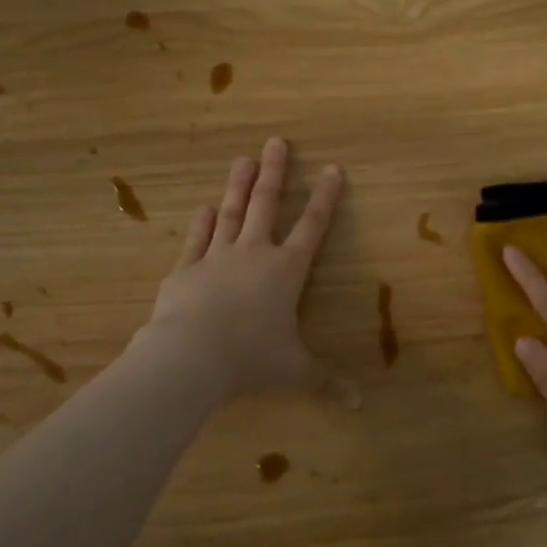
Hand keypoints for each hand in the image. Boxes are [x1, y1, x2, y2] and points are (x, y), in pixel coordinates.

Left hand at [141, 138, 345, 399]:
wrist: (190, 356)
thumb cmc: (251, 359)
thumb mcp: (294, 372)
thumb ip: (326, 382)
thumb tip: (360, 404)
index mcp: (286, 271)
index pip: (312, 227)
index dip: (324, 198)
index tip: (332, 168)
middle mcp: (254, 254)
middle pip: (266, 205)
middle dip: (274, 173)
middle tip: (276, 142)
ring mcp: (217, 257)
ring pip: (231, 213)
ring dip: (238, 186)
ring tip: (242, 159)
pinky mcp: (186, 269)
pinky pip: (197, 240)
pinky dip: (203, 223)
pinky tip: (205, 207)